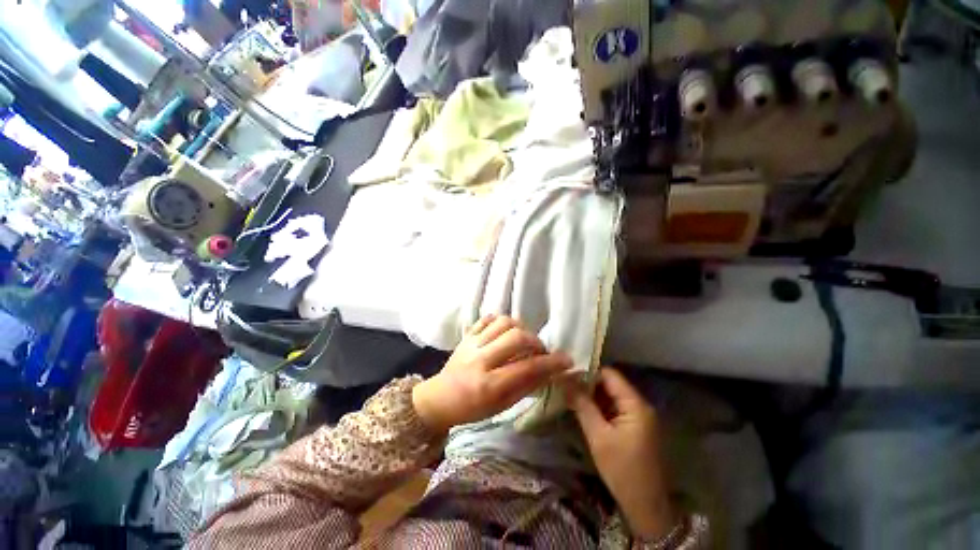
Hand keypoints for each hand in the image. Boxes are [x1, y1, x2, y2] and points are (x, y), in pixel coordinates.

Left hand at [412, 315, 571, 434]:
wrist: (440, 397)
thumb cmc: (473, 408)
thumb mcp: (502, 405)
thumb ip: (526, 386)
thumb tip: (550, 371)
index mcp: (489, 385)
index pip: (527, 368)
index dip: (551, 362)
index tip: (566, 359)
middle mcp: (480, 359)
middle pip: (516, 337)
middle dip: (535, 341)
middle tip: (540, 350)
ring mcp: (472, 343)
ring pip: (503, 322)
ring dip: (520, 328)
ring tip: (523, 340)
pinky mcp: (467, 334)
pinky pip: (488, 318)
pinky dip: (502, 321)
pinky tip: (506, 331)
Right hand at [566, 368, 674, 539]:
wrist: (646, 507)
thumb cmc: (622, 470)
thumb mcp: (598, 436)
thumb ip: (582, 405)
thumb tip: (565, 379)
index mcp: (635, 405)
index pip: (610, 375)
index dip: (588, 373)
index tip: (567, 376)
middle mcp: (640, 406)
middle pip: (611, 384)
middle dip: (588, 385)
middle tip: (566, 387)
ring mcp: (640, 417)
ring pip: (612, 397)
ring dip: (593, 397)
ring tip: (571, 397)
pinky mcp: (636, 427)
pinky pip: (615, 409)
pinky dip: (600, 408)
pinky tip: (584, 411)